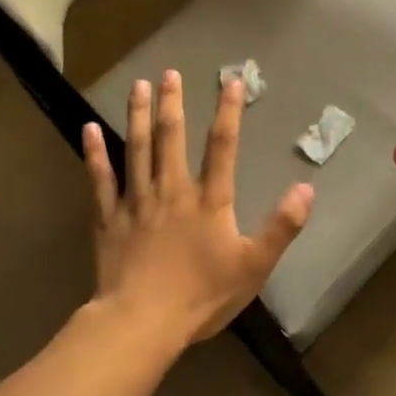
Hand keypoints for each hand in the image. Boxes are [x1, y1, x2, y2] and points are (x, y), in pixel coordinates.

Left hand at [83, 70, 313, 350]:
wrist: (142, 323)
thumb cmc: (201, 295)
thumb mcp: (254, 265)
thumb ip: (282, 226)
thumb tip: (306, 188)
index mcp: (208, 200)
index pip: (222, 146)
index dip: (228, 111)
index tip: (230, 80)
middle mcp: (172, 190)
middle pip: (171, 137)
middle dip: (172, 103)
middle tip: (170, 73)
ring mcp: (136, 202)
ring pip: (136, 149)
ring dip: (137, 115)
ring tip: (138, 86)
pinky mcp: (108, 219)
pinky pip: (100, 180)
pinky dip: (95, 154)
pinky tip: (88, 129)